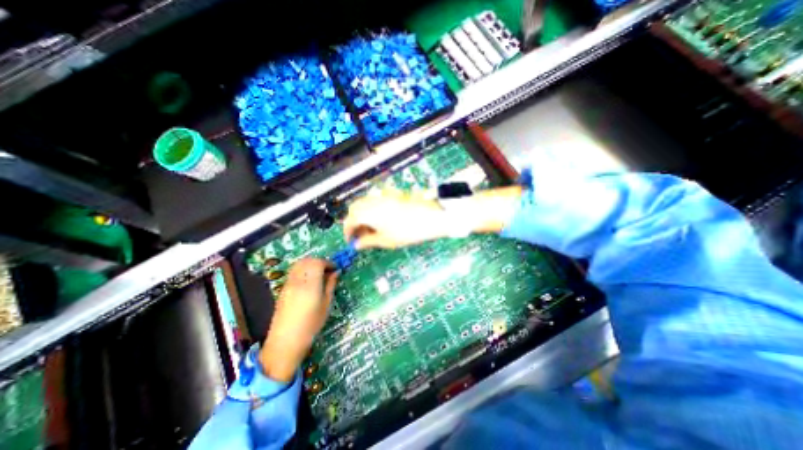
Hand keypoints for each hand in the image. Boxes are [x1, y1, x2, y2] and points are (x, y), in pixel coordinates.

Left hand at [259, 258, 335, 381]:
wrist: (285, 341)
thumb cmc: (311, 325)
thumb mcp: (326, 305)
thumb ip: (331, 285)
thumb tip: (336, 272)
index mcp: (310, 285)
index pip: (318, 263)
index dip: (328, 262)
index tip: (335, 269)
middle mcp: (297, 281)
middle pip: (307, 260)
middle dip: (320, 261)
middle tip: (328, 270)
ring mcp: (288, 284)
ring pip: (299, 264)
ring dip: (310, 264)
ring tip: (319, 274)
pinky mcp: (283, 288)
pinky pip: (294, 271)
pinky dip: (303, 269)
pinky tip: (309, 280)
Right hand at [341, 187, 448, 249]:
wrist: (430, 217)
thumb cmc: (406, 231)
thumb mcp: (385, 240)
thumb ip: (368, 242)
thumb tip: (357, 245)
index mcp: (366, 213)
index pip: (349, 221)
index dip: (348, 232)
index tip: (351, 240)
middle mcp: (371, 201)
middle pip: (354, 208)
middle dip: (354, 221)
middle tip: (361, 234)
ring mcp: (382, 195)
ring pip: (364, 203)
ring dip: (363, 214)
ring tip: (372, 228)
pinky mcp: (391, 194)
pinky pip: (375, 200)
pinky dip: (373, 209)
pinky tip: (382, 219)